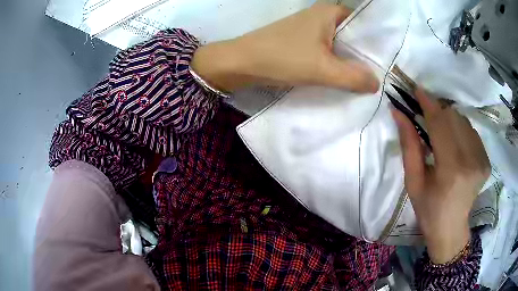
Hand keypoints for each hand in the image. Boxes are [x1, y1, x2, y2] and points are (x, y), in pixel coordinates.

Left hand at [190, 2, 378, 92]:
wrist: (242, 62)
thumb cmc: (282, 58)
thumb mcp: (323, 69)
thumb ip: (353, 77)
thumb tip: (377, 83)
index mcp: (330, 12)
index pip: (364, 24)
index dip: (377, 43)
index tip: (389, 63)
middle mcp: (323, 16)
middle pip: (354, 35)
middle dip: (365, 55)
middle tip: (383, 75)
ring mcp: (312, 28)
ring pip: (341, 44)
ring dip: (351, 61)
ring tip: (369, 79)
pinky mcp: (303, 41)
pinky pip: (328, 50)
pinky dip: (336, 63)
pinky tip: (345, 77)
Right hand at [392, 88, 489, 263]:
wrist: (451, 228)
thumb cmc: (429, 209)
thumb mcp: (413, 181)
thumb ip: (409, 145)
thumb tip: (398, 112)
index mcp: (451, 169)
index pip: (440, 124)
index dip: (428, 103)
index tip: (417, 89)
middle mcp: (471, 160)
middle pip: (453, 117)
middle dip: (437, 111)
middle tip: (425, 116)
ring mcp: (482, 160)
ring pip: (463, 121)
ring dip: (449, 121)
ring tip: (441, 135)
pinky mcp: (486, 160)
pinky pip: (472, 132)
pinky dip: (460, 130)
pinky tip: (455, 144)